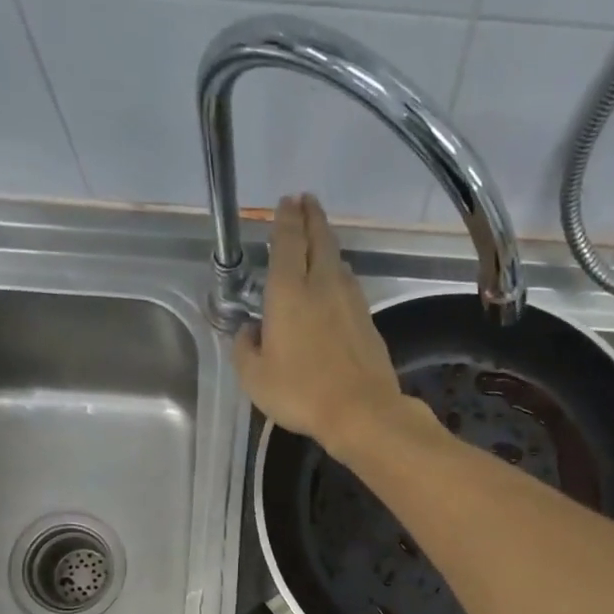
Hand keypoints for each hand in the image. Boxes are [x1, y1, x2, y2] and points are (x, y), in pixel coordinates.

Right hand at [234, 194, 409, 460]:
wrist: (361, 411)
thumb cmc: (301, 393)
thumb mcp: (255, 378)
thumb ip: (245, 349)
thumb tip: (248, 331)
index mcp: (289, 292)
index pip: (288, 242)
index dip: (287, 219)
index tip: (287, 202)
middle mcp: (322, 286)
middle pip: (320, 240)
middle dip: (312, 217)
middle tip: (307, 201)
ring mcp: (351, 302)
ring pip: (339, 262)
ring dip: (328, 245)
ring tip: (320, 240)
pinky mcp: (368, 322)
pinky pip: (350, 287)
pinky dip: (341, 275)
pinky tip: (337, 284)